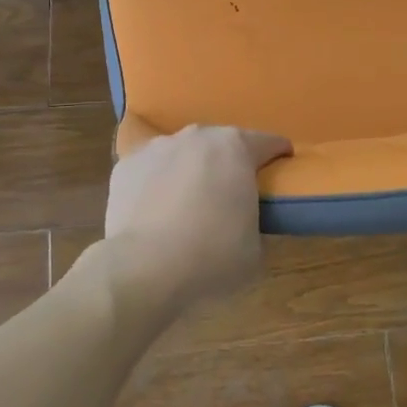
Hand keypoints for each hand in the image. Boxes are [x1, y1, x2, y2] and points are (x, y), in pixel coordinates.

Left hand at [99, 123, 291, 318]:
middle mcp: (196, 137)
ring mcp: (156, 148)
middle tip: (232, 193)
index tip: (282, 167)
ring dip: (190, 170)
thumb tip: (243, 222)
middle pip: (222, 143)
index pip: (269, 142)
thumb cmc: (212, 257)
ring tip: (188, 203)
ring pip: (182, 154)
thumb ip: (254, 223)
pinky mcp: (124, 166)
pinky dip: (156, 184)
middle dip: (229, 163)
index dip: (278, 155)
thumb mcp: (256, 248)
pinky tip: (154, 211)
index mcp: (236, 148)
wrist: (144, 269)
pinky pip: (150, 171)